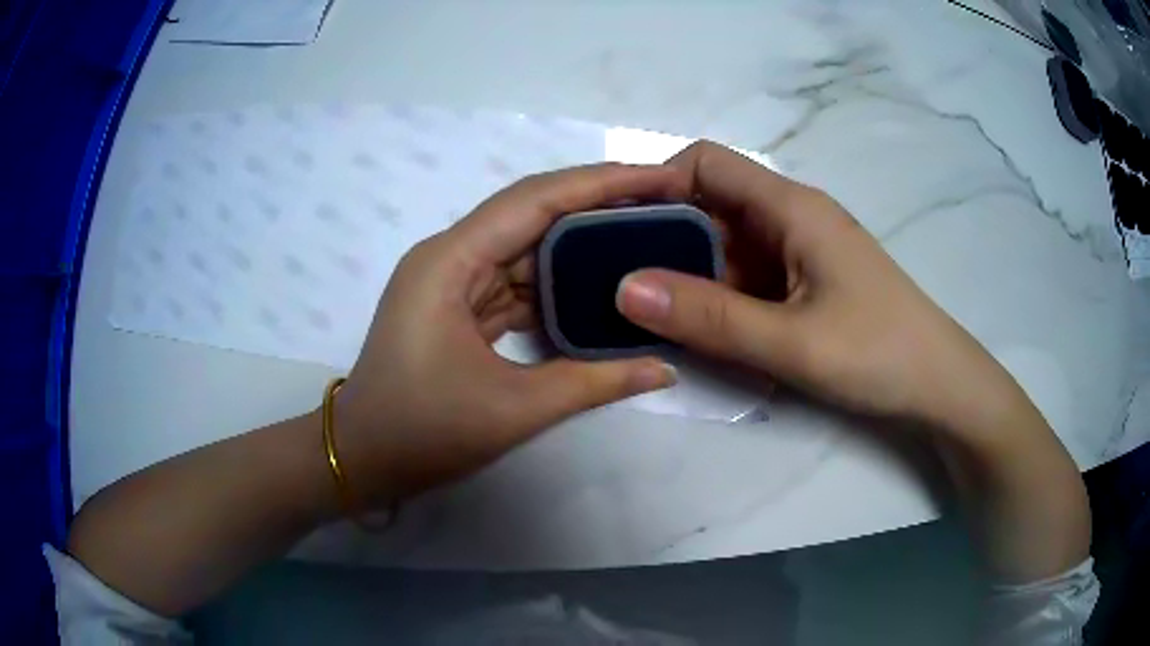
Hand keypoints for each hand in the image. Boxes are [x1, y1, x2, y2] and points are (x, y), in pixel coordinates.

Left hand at [335, 164, 686, 504]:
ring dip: (581, 241)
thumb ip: (595, 383)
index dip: (602, 183)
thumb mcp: (514, 410)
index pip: (536, 200)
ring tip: (644, 234)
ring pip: (526, 245)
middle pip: (532, 212)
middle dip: (600, 203)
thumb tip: (665, 370)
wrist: (363, 458)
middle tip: (665, 201)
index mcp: (450, 261)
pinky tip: (600, 280)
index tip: (661, 177)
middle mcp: (450, 255)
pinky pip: (515, 279)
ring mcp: (453, 280)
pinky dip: (557, 280)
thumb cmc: (422, 433)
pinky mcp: (459, 305)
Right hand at [616, 141, 1028, 433]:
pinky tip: (702, 330)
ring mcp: (800, 251)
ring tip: (649, 312)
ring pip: (727, 245)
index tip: (615, 226)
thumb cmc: (878, 353)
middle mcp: (791, 217)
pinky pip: (748, 276)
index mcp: (790, 206)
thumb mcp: (791, 342)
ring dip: (689, 273)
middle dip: (663, 237)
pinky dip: (719, 296)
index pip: (705, 162)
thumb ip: (709, 317)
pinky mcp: (806, 281)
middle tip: (619, 281)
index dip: (656, 182)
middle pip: (711, 204)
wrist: (938, 384)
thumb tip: (624, 288)